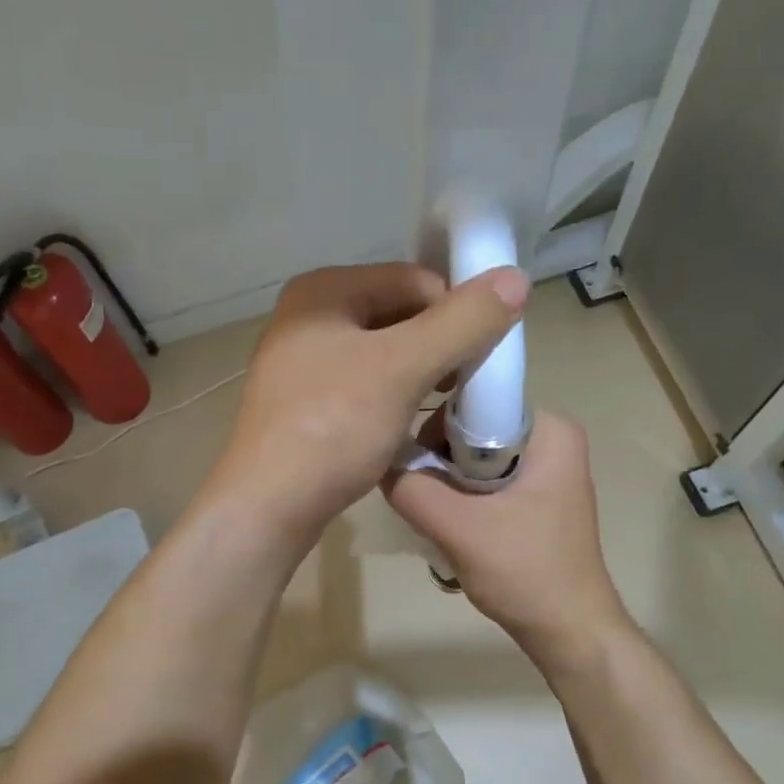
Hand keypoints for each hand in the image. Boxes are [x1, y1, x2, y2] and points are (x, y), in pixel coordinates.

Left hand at [210, 262, 529, 548]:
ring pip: (382, 351)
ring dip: (419, 372)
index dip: (456, 312)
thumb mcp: (404, 368)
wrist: (268, 506)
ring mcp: (301, 361)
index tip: (482, 357)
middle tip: (464, 384)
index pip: (414, 280)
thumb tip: (515, 277)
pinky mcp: (304, 401)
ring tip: (441, 405)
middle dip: (438, 344)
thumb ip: (462, 322)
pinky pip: (363, 382)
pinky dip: (392, 395)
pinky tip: (406, 422)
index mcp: (323, 291)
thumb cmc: (333, 428)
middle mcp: (307, 316)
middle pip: (397, 313)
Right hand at [382, 410, 628, 668]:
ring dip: (448, 485)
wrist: (569, 631)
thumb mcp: (459, 529)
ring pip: (475, 459)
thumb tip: (379, 461)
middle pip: (472, 430)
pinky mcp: (536, 498)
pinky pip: (486, 481)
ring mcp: (546, 471)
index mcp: (550, 430)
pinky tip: (452, 528)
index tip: (414, 462)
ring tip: (436, 518)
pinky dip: (463, 499)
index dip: (436, 426)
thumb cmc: (525, 572)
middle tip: (423, 498)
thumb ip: (412, 489)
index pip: (475, 400)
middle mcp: (552, 440)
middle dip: (440, 461)